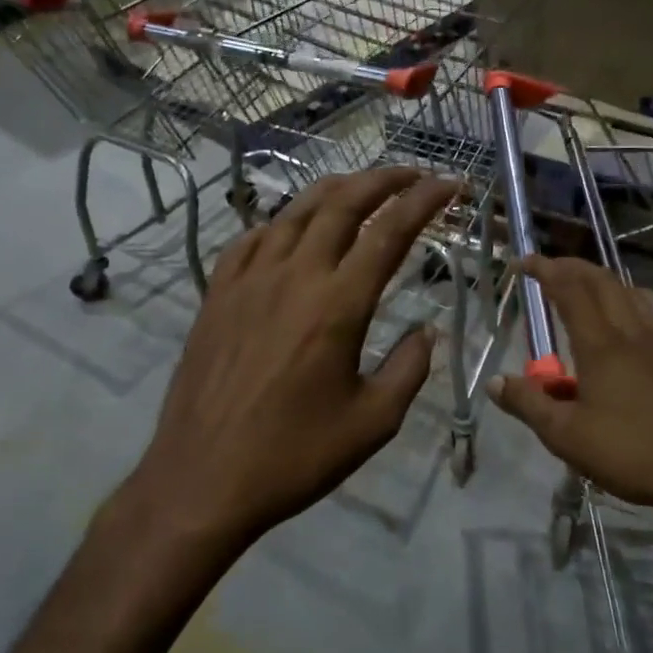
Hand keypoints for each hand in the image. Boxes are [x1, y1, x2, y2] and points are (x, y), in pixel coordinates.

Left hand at [125, 167, 457, 549]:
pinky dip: (281, 222)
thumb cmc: (293, 456)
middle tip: (411, 173)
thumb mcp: (372, 424)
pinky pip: (252, 239)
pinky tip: (290, 230)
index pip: (388, 232)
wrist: (202, 479)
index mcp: (337, 305)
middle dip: (382, 179)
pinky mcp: (217, 294)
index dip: (423, 201)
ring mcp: (248, 280)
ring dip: (334, 191)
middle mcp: (293, 276)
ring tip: (360, 187)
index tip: (450, 184)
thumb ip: (408, 370)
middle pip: (342, 204)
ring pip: (295, 212)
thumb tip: (426, 332)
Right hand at [486, 256, 652, 535]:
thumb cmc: (631, 452)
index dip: (544, 269)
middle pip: (602, 281)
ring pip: (630, 293)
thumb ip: (528, 404)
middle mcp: (633, 332)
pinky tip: (626, 325)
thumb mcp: (566, 436)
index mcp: (601, 344)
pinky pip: (651, 313)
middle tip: (548, 269)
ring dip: (602, 281)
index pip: (569, 289)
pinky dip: (627, 302)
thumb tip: (495, 382)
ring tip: (584, 289)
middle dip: (572, 266)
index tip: (522, 263)